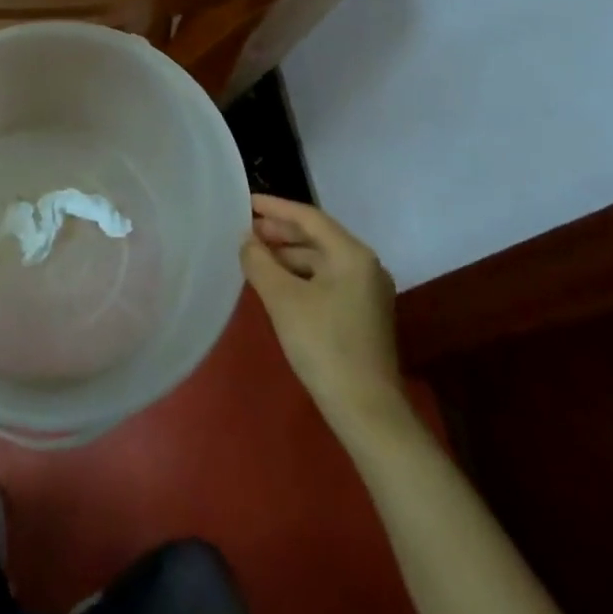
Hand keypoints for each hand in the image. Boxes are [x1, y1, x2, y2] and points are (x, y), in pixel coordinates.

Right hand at [241, 194, 403, 431]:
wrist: (366, 411)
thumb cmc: (323, 345)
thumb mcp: (283, 299)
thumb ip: (260, 262)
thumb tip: (247, 240)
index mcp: (352, 254)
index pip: (308, 217)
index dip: (275, 207)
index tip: (246, 202)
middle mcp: (364, 265)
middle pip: (316, 237)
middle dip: (280, 232)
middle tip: (246, 230)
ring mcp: (366, 291)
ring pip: (320, 260)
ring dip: (288, 255)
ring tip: (255, 255)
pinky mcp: (361, 314)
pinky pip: (326, 280)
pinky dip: (299, 275)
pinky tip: (276, 282)